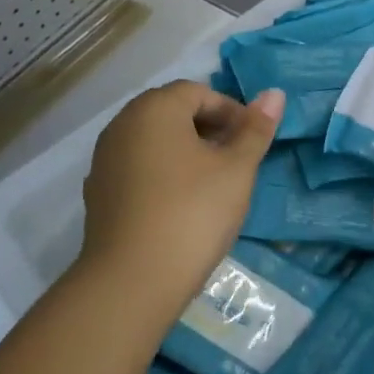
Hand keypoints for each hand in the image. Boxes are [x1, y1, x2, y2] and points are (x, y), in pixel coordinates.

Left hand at [76, 81, 283, 317]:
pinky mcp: (99, 194)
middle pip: (172, 113)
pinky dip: (163, 175)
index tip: (252, 142)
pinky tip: (181, 206)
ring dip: (186, 152)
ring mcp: (105, 160)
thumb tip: (274, 93)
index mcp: (154, 109)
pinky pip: (138, 168)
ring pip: (154, 142)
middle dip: (209, 130)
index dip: (231, 112)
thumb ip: (255, 129)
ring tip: (213, 185)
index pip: (199, 92)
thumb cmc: (192, 213)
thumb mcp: (237, 169)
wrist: (131, 281)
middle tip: (237, 161)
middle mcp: (122, 125)